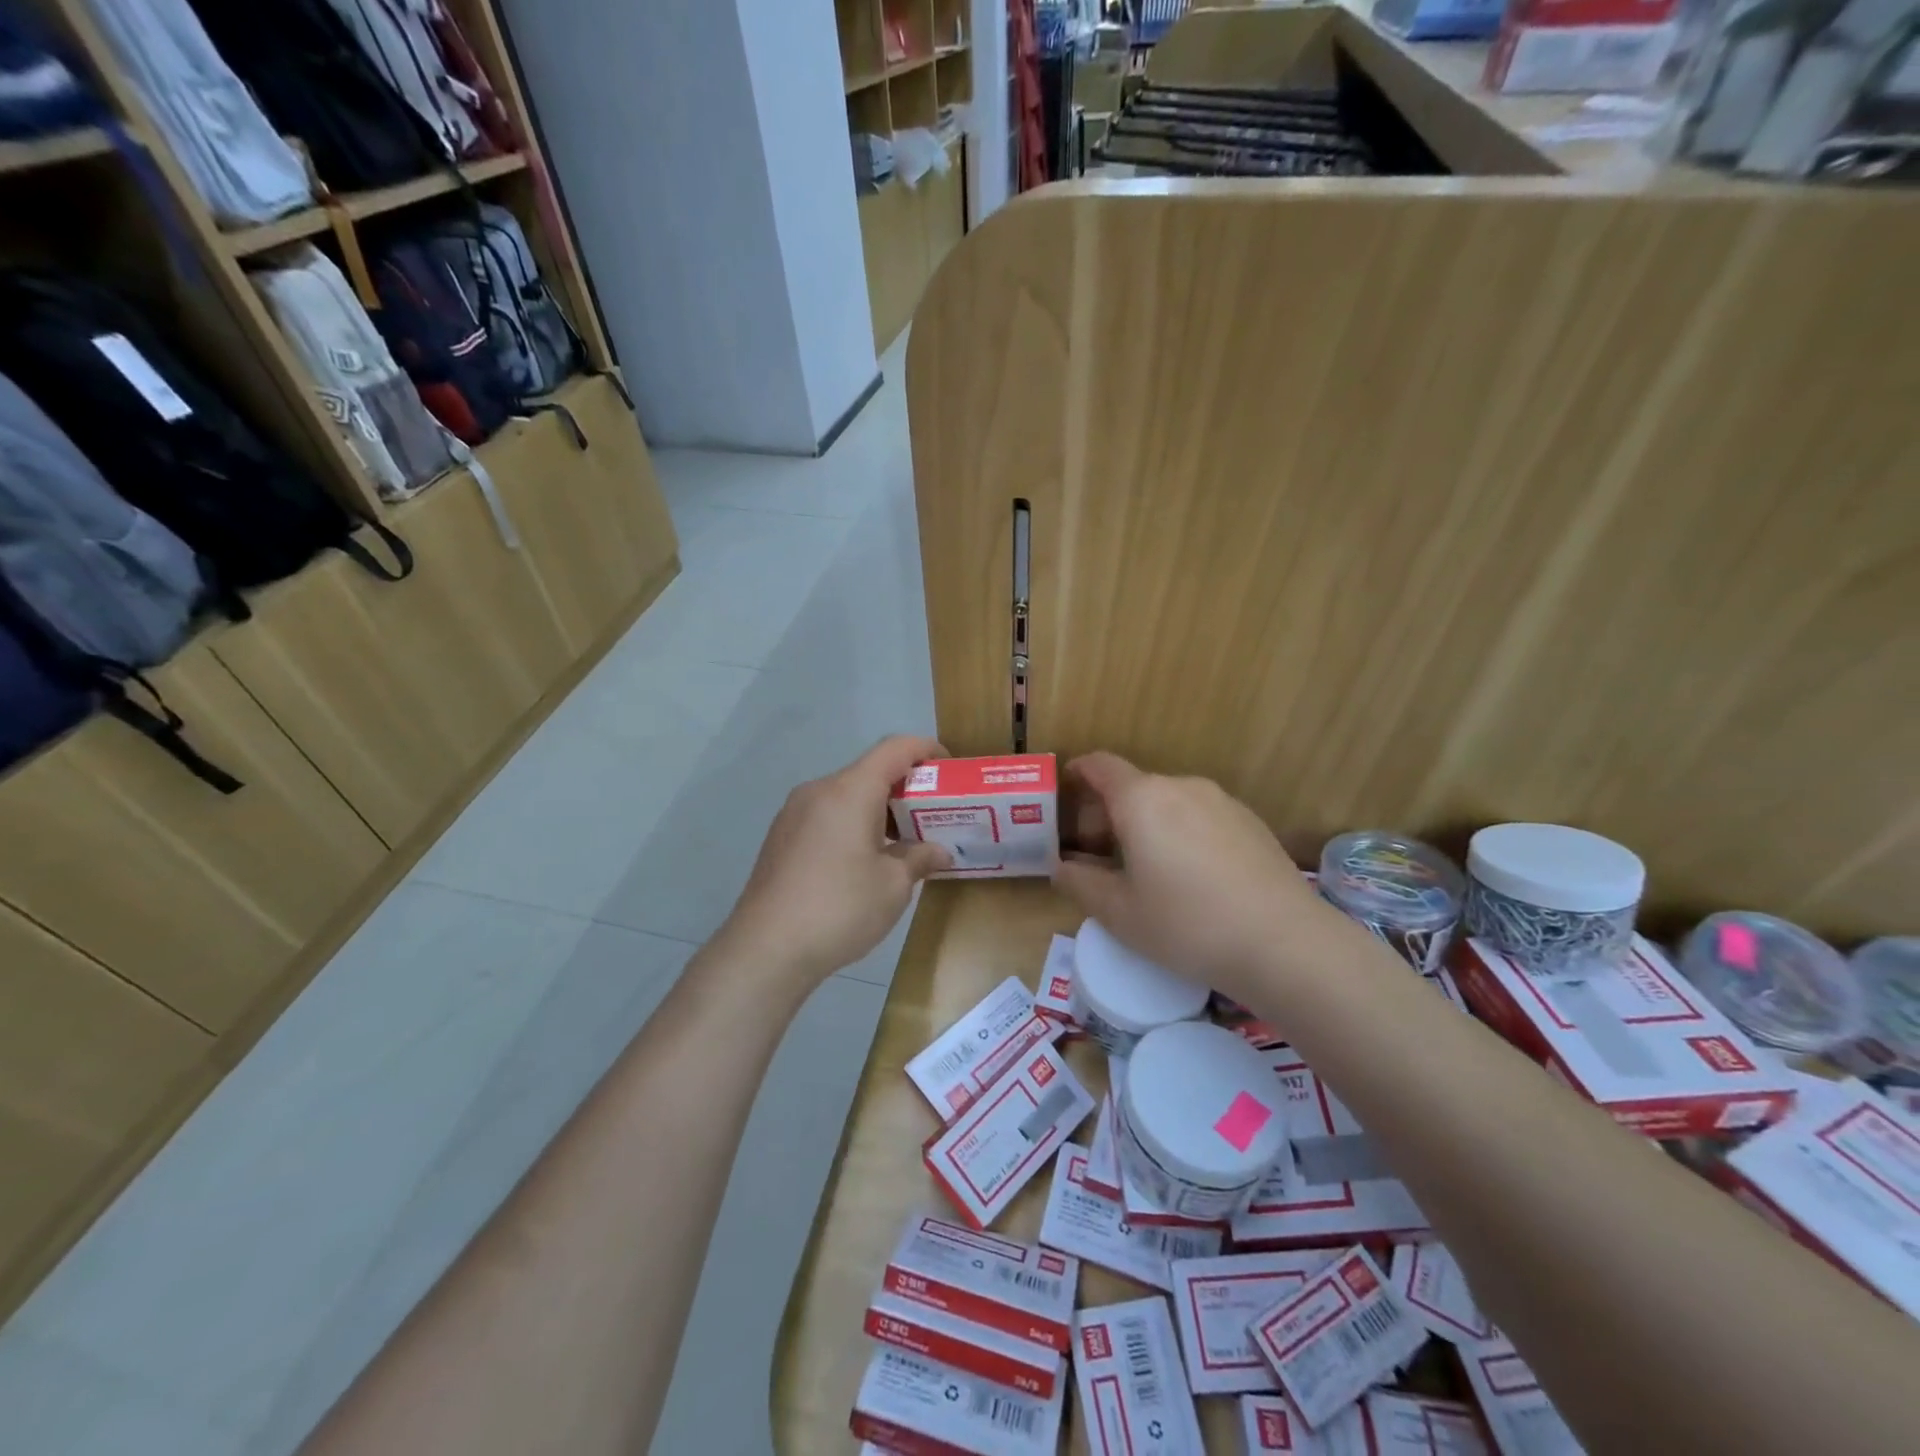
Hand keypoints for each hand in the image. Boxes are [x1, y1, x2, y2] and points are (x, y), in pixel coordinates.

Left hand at [720, 735, 951, 990]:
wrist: (765, 949)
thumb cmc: (839, 908)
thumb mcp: (893, 886)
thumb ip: (919, 858)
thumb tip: (939, 852)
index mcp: (849, 791)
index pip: (894, 749)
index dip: (925, 749)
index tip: (949, 766)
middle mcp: (819, 791)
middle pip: (869, 771)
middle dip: (905, 787)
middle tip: (933, 813)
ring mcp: (794, 814)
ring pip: (846, 795)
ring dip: (878, 808)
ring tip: (903, 841)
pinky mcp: (781, 837)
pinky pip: (827, 815)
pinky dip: (853, 823)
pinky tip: (865, 859)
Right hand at [1053, 752, 1324, 1001]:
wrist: (1284, 942)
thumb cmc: (1186, 924)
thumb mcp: (1119, 913)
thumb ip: (1080, 883)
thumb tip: (1060, 867)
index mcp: (1141, 799)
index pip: (1100, 766)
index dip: (1078, 772)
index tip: (1065, 790)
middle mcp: (1180, 786)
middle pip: (1134, 786)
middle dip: (1109, 811)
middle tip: (1100, 854)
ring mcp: (1221, 801)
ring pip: (1169, 801)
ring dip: (1148, 823)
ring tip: (1147, 868)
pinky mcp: (1250, 820)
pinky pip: (1200, 815)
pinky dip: (1182, 831)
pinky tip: (1192, 875)